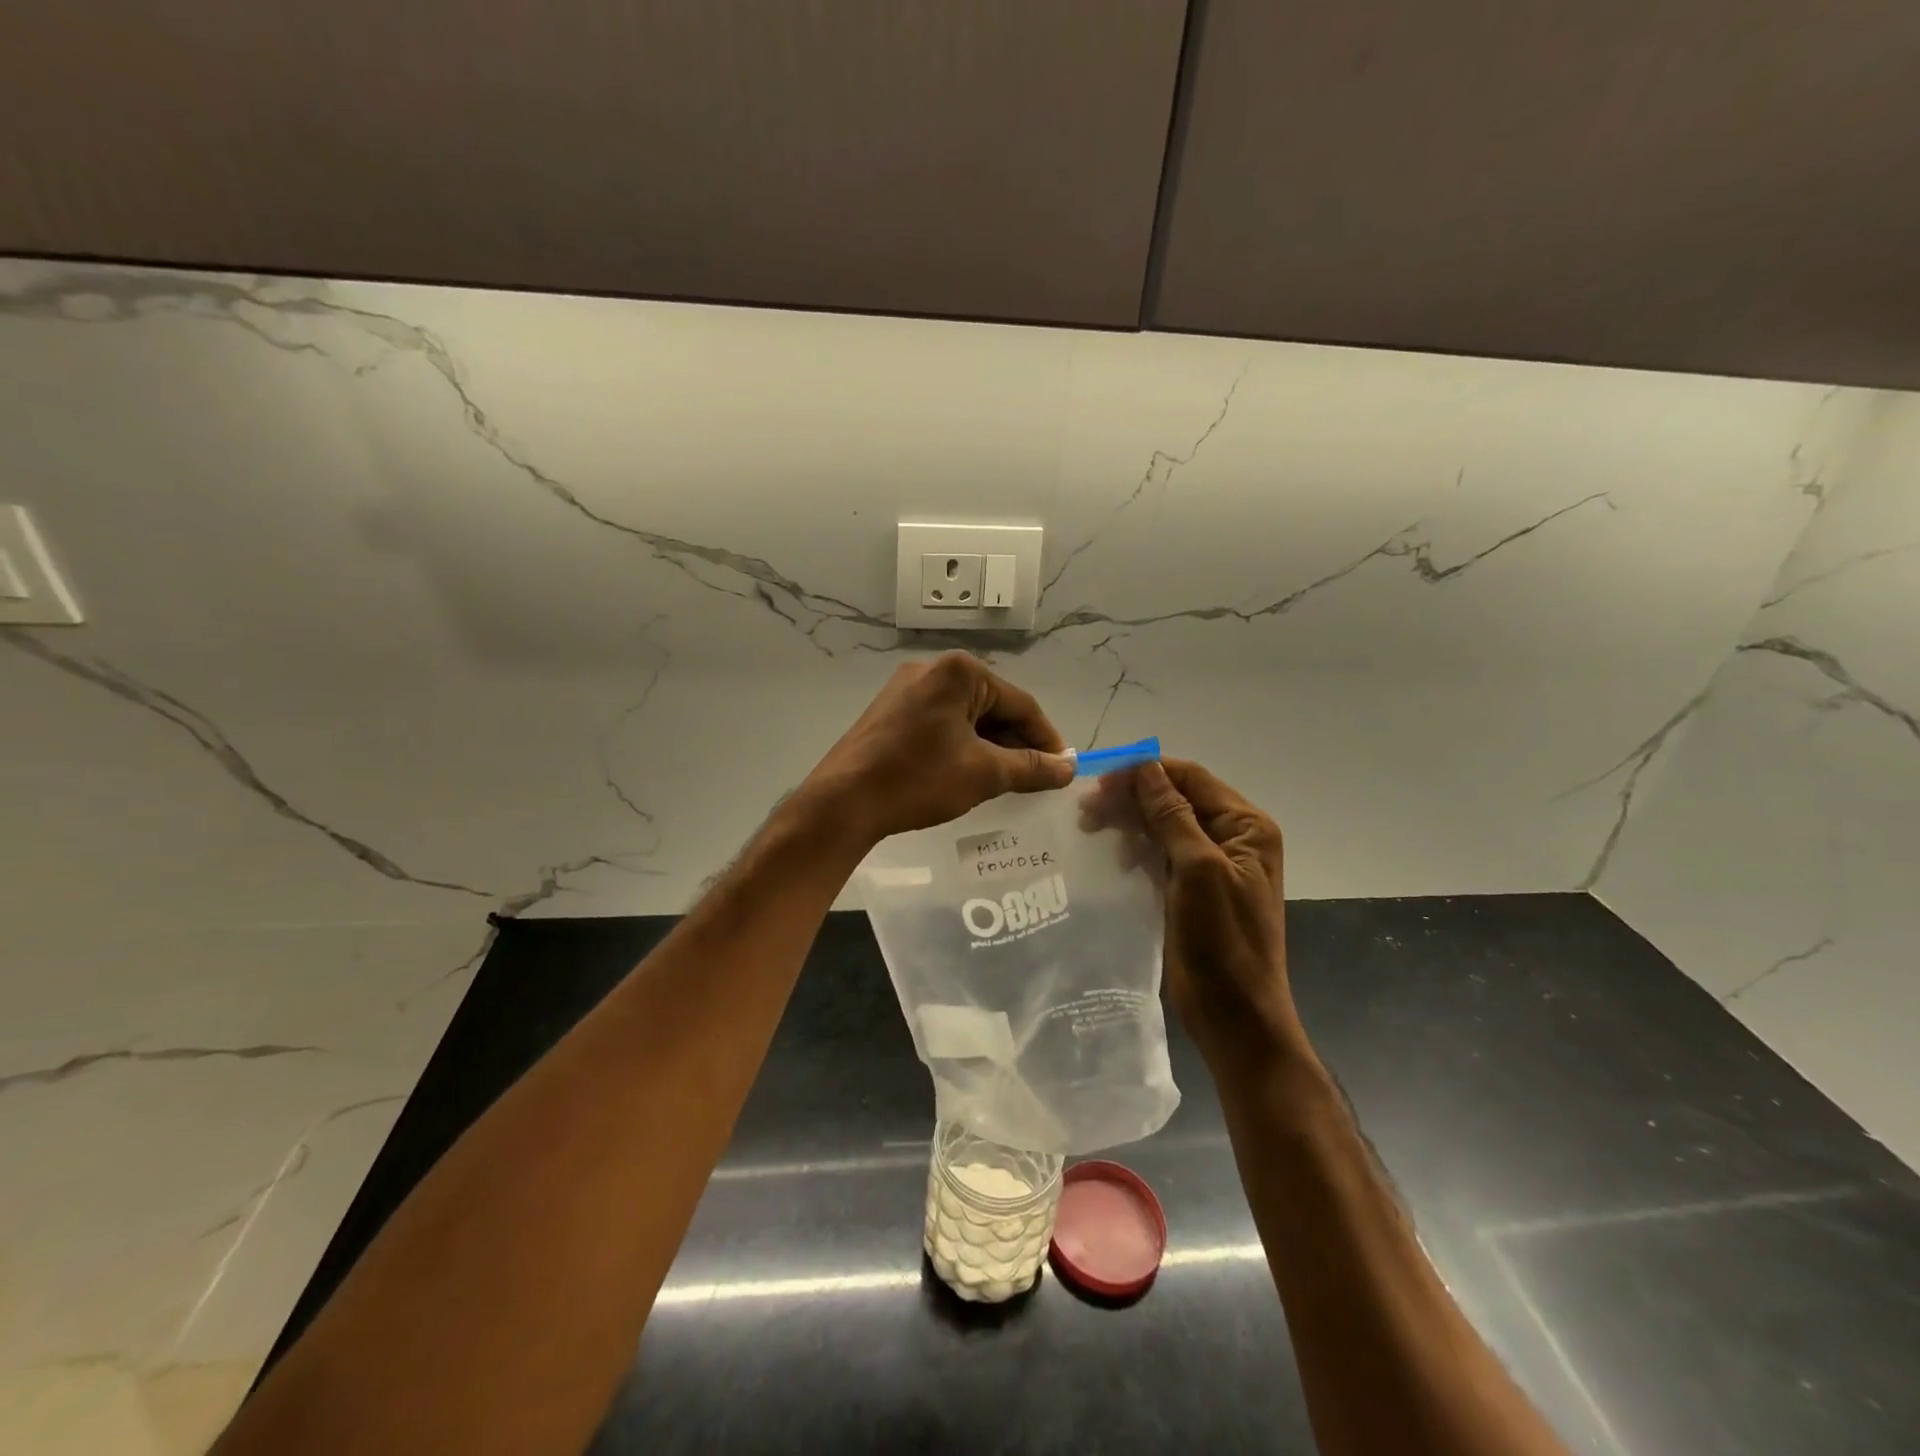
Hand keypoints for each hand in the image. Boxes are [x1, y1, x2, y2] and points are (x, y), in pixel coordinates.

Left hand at [802, 652, 1072, 846]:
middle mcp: (933, 669)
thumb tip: (1069, 768)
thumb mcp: (983, 773)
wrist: (843, 801)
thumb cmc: (918, 779)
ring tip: (1008, 781)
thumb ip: (1032, 767)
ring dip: (991, 747)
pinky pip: (942, 723)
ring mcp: (908, 688)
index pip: (1021, 703)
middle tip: (1036, 779)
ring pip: (967, 716)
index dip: (1046, 738)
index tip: (1062, 769)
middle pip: (993, 706)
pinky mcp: (892, 710)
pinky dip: (963, 745)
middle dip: (1017, 743)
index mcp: (960, 672)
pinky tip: (971, 772)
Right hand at [1113, 759, 1302, 1068]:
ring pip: (1163, 825)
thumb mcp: (1198, 870)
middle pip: (1175, 799)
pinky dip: (1135, 849)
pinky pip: (1160, 854)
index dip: (1146, 772)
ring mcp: (1211, 863)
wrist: (1235, 1015)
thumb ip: (1172, 815)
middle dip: (1132, 798)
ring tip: (1090, 829)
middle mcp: (1232, 837)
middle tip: (1086, 810)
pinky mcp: (1191, 888)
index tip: (1099, 780)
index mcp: (1246, 826)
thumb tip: (1146, 766)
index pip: (1191, 778)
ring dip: (1129, 823)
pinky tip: (1114, 858)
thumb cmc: (1223, 941)